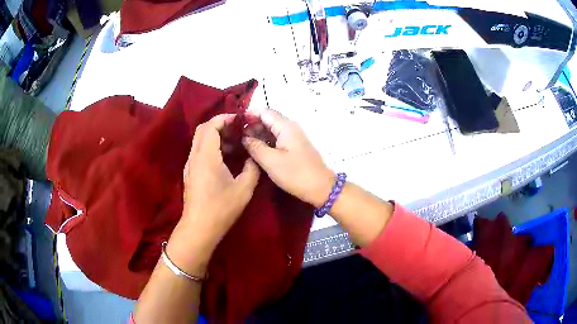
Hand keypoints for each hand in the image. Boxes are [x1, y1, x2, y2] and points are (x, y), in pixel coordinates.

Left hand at [169, 114, 259, 270]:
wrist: (199, 227)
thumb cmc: (221, 208)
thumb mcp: (244, 188)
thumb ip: (252, 168)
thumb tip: (254, 157)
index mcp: (207, 156)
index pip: (211, 126)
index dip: (224, 118)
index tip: (239, 121)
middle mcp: (195, 156)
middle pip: (203, 130)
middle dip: (219, 125)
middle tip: (237, 130)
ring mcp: (190, 165)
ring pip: (199, 140)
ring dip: (215, 136)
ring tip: (234, 144)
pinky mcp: (190, 173)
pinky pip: (199, 151)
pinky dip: (210, 147)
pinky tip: (224, 159)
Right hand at [242, 109, 334, 207]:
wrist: (321, 188)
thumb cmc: (295, 174)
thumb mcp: (270, 161)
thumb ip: (255, 147)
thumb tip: (244, 138)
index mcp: (285, 126)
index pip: (264, 112)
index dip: (249, 115)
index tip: (234, 124)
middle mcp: (290, 128)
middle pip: (268, 120)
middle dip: (251, 126)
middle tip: (235, 137)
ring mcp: (293, 138)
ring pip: (272, 130)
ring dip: (258, 135)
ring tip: (242, 144)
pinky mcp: (294, 148)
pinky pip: (277, 139)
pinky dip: (266, 142)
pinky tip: (256, 151)